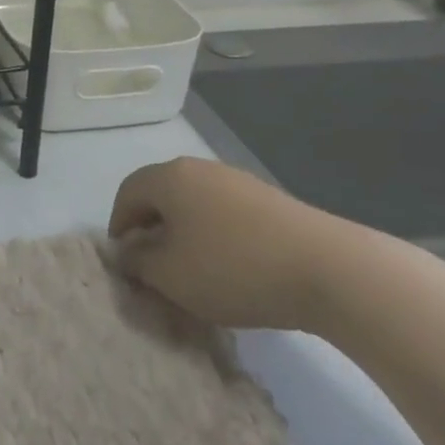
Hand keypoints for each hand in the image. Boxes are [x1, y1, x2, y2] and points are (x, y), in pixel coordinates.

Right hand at [109, 156, 359, 330]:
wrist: (326, 269)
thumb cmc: (232, 268)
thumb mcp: (169, 274)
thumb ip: (138, 261)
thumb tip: (129, 250)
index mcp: (170, 177)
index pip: (127, 192)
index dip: (118, 226)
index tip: (125, 262)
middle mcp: (201, 169)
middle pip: (162, 195)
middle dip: (152, 230)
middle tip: (155, 270)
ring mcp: (239, 182)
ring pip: (195, 206)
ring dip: (185, 235)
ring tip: (194, 274)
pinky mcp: (270, 201)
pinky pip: (226, 215)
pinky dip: (216, 237)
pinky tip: (231, 270)